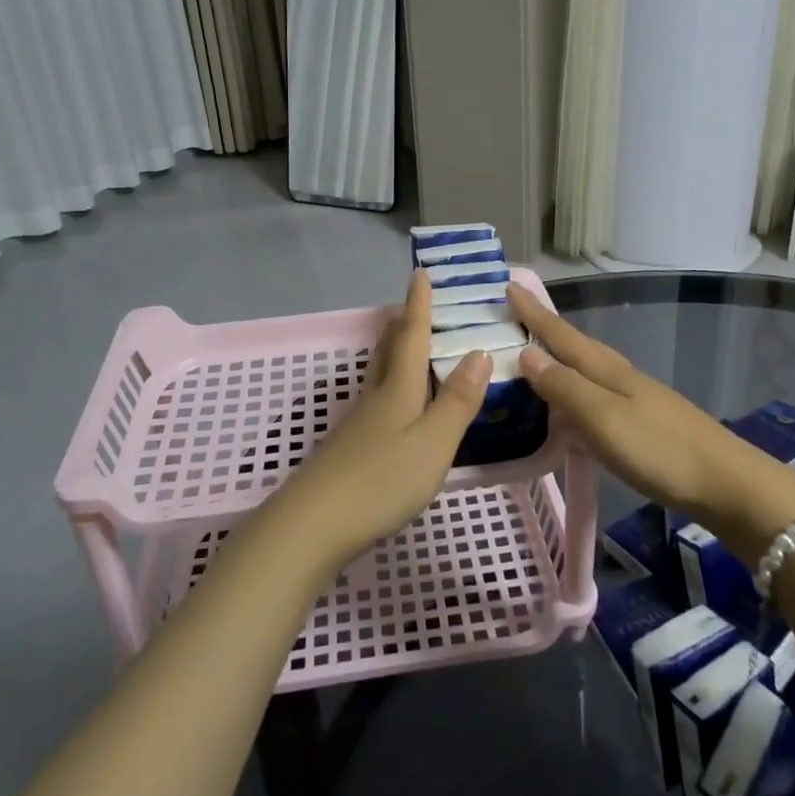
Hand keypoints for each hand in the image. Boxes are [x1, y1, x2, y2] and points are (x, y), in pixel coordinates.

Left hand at [275, 272, 489, 572]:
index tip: (420, 272)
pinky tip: (396, 404)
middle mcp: (376, 397)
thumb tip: (480, 352)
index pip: (412, 336)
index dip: (419, 305)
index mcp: (398, 389)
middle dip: (402, 324)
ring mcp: (359, 422)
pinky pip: (377, 398)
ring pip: (379, 373)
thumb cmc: (382, 479)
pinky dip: (391, 384)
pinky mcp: (351, 446)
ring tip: (406, 343)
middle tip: (413, 305)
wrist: (314, 523)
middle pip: (388, 350)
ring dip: (393, 351)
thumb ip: (457, 401)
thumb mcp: (433, 442)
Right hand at [510, 285, 794, 535]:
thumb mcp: (603, 418)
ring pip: (585, 370)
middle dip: (543, 330)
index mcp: (606, 370)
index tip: (508, 285)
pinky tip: (567, 408)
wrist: (728, 484)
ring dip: (557, 360)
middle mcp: (618, 376)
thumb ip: (564, 387)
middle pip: (574, 346)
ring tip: (529, 358)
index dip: (533, 313)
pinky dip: (572, 393)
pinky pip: (594, 396)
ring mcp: (633, 399)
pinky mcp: (641, 423)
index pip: (560, 334)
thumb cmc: (660, 449)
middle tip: (512, 318)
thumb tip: (525, 353)